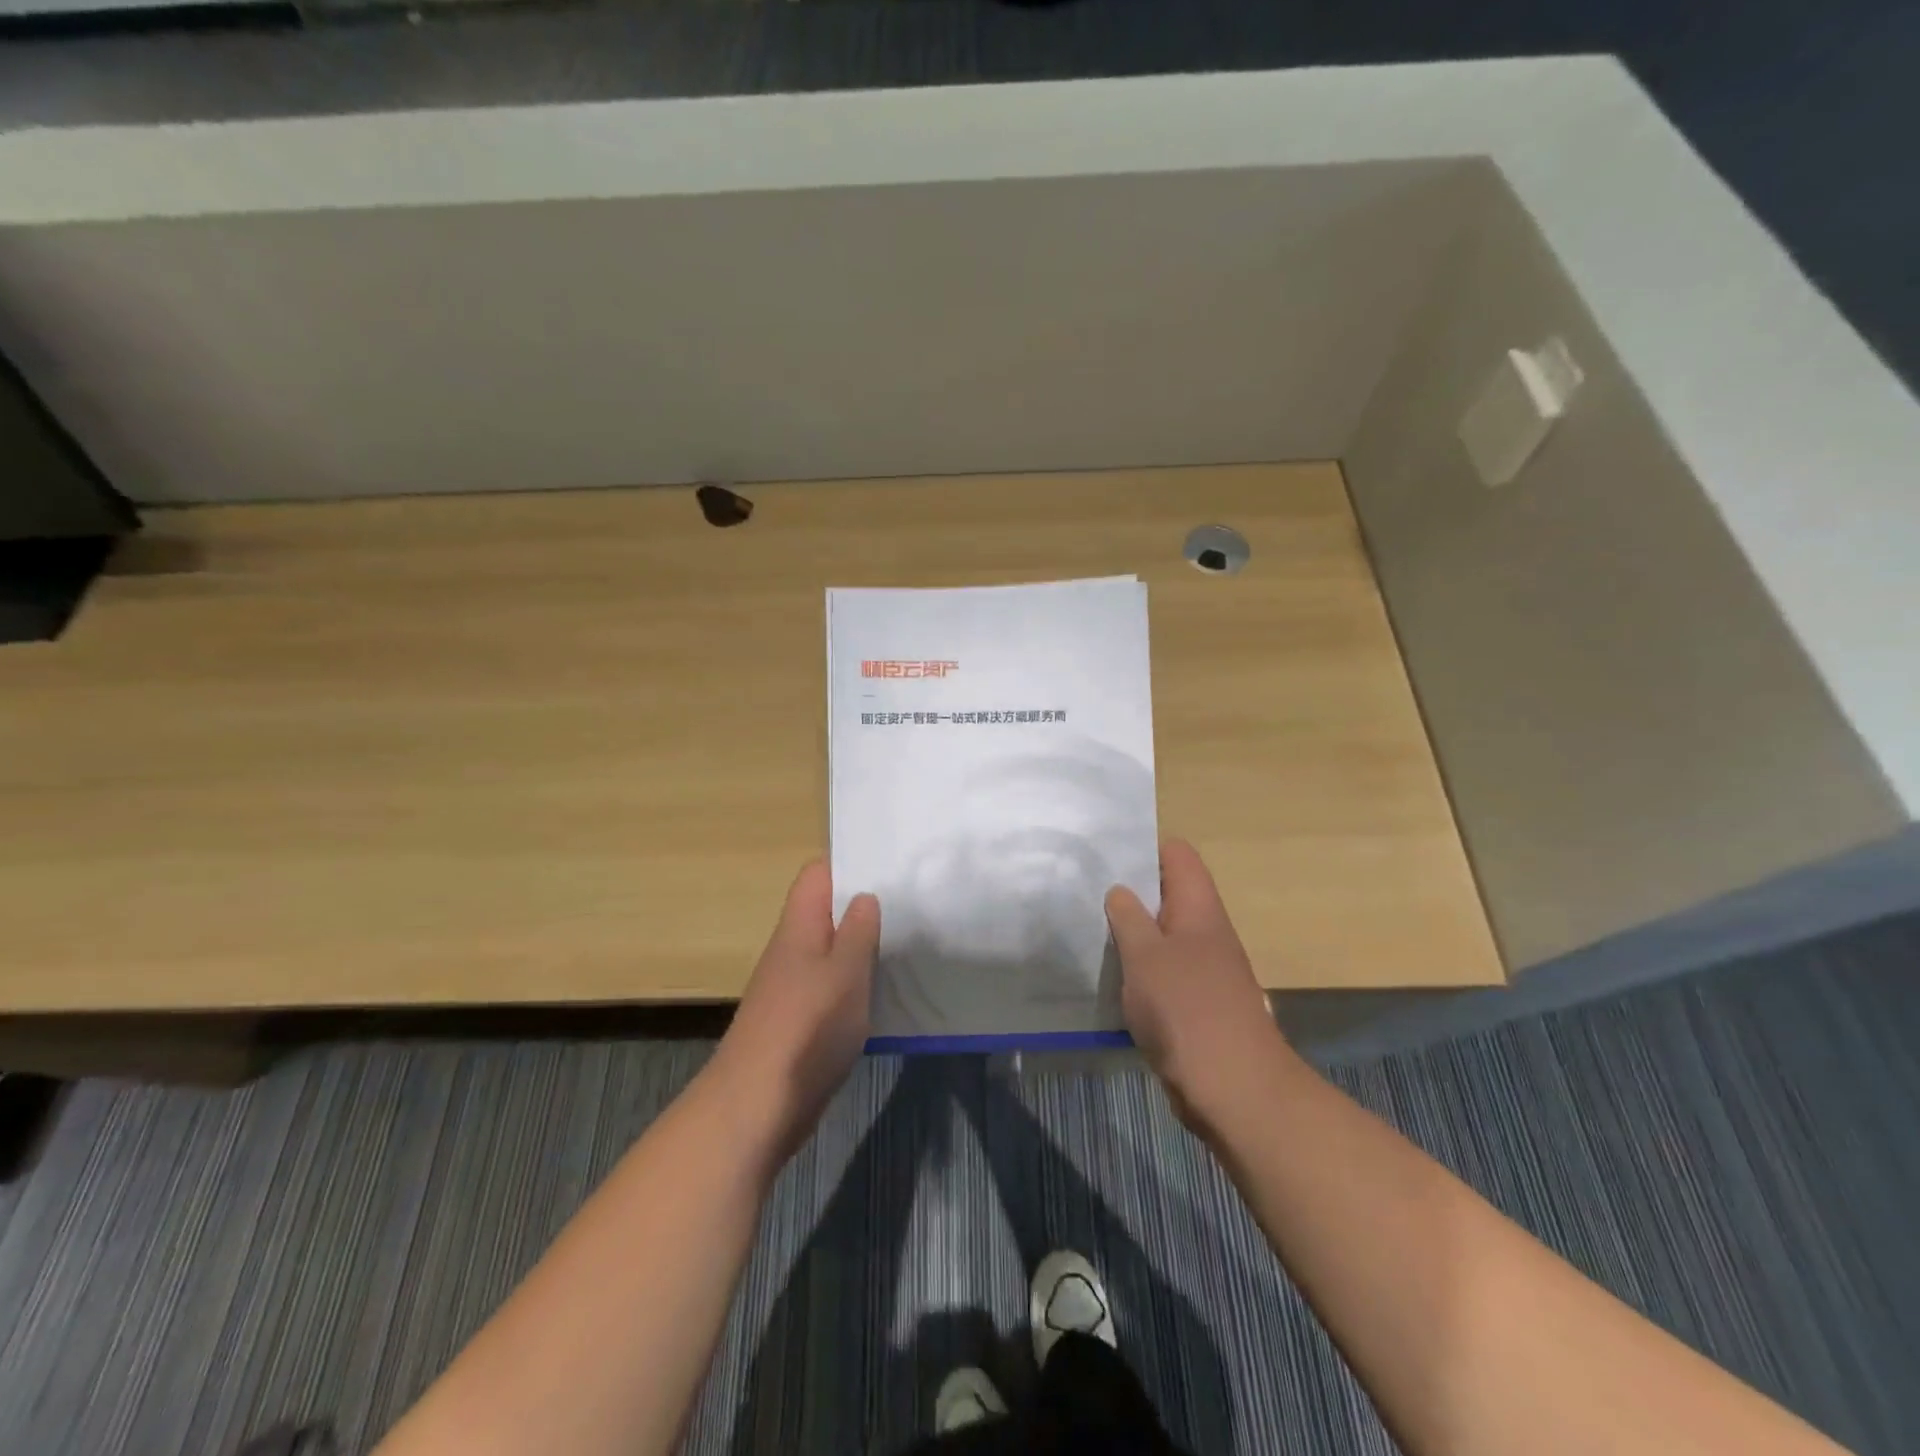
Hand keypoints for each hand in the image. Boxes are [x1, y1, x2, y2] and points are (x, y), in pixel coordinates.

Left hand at [709, 862, 880, 1160]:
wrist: (757, 1107)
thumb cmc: (806, 1029)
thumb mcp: (845, 972)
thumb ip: (857, 931)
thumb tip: (864, 896)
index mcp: (799, 928)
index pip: (816, 876)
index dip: (848, 865)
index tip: (889, 867)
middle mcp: (792, 951)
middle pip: (826, 913)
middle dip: (863, 908)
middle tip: (912, 905)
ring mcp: (794, 988)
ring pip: (832, 953)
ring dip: (863, 949)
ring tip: (908, 945)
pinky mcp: (800, 1023)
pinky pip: (832, 989)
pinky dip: (856, 986)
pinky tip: (885, 994)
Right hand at [1106, 839, 1290, 1130]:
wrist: (1234, 1088)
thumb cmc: (1186, 1009)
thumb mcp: (1145, 956)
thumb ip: (1128, 917)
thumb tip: (1120, 890)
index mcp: (1199, 907)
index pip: (1176, 855)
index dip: (1144, 849)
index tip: (1104, 858)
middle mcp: (1205, 931)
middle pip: (1166, 894)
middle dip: (1128, 893)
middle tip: (1084, 893)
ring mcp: (1203, 968)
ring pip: (1161, 935)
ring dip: (1130, 935)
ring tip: (1087, 931)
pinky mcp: (1195, 1003)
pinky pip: (1162, 972)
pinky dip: (1138, 970)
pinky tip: (1108, 978)